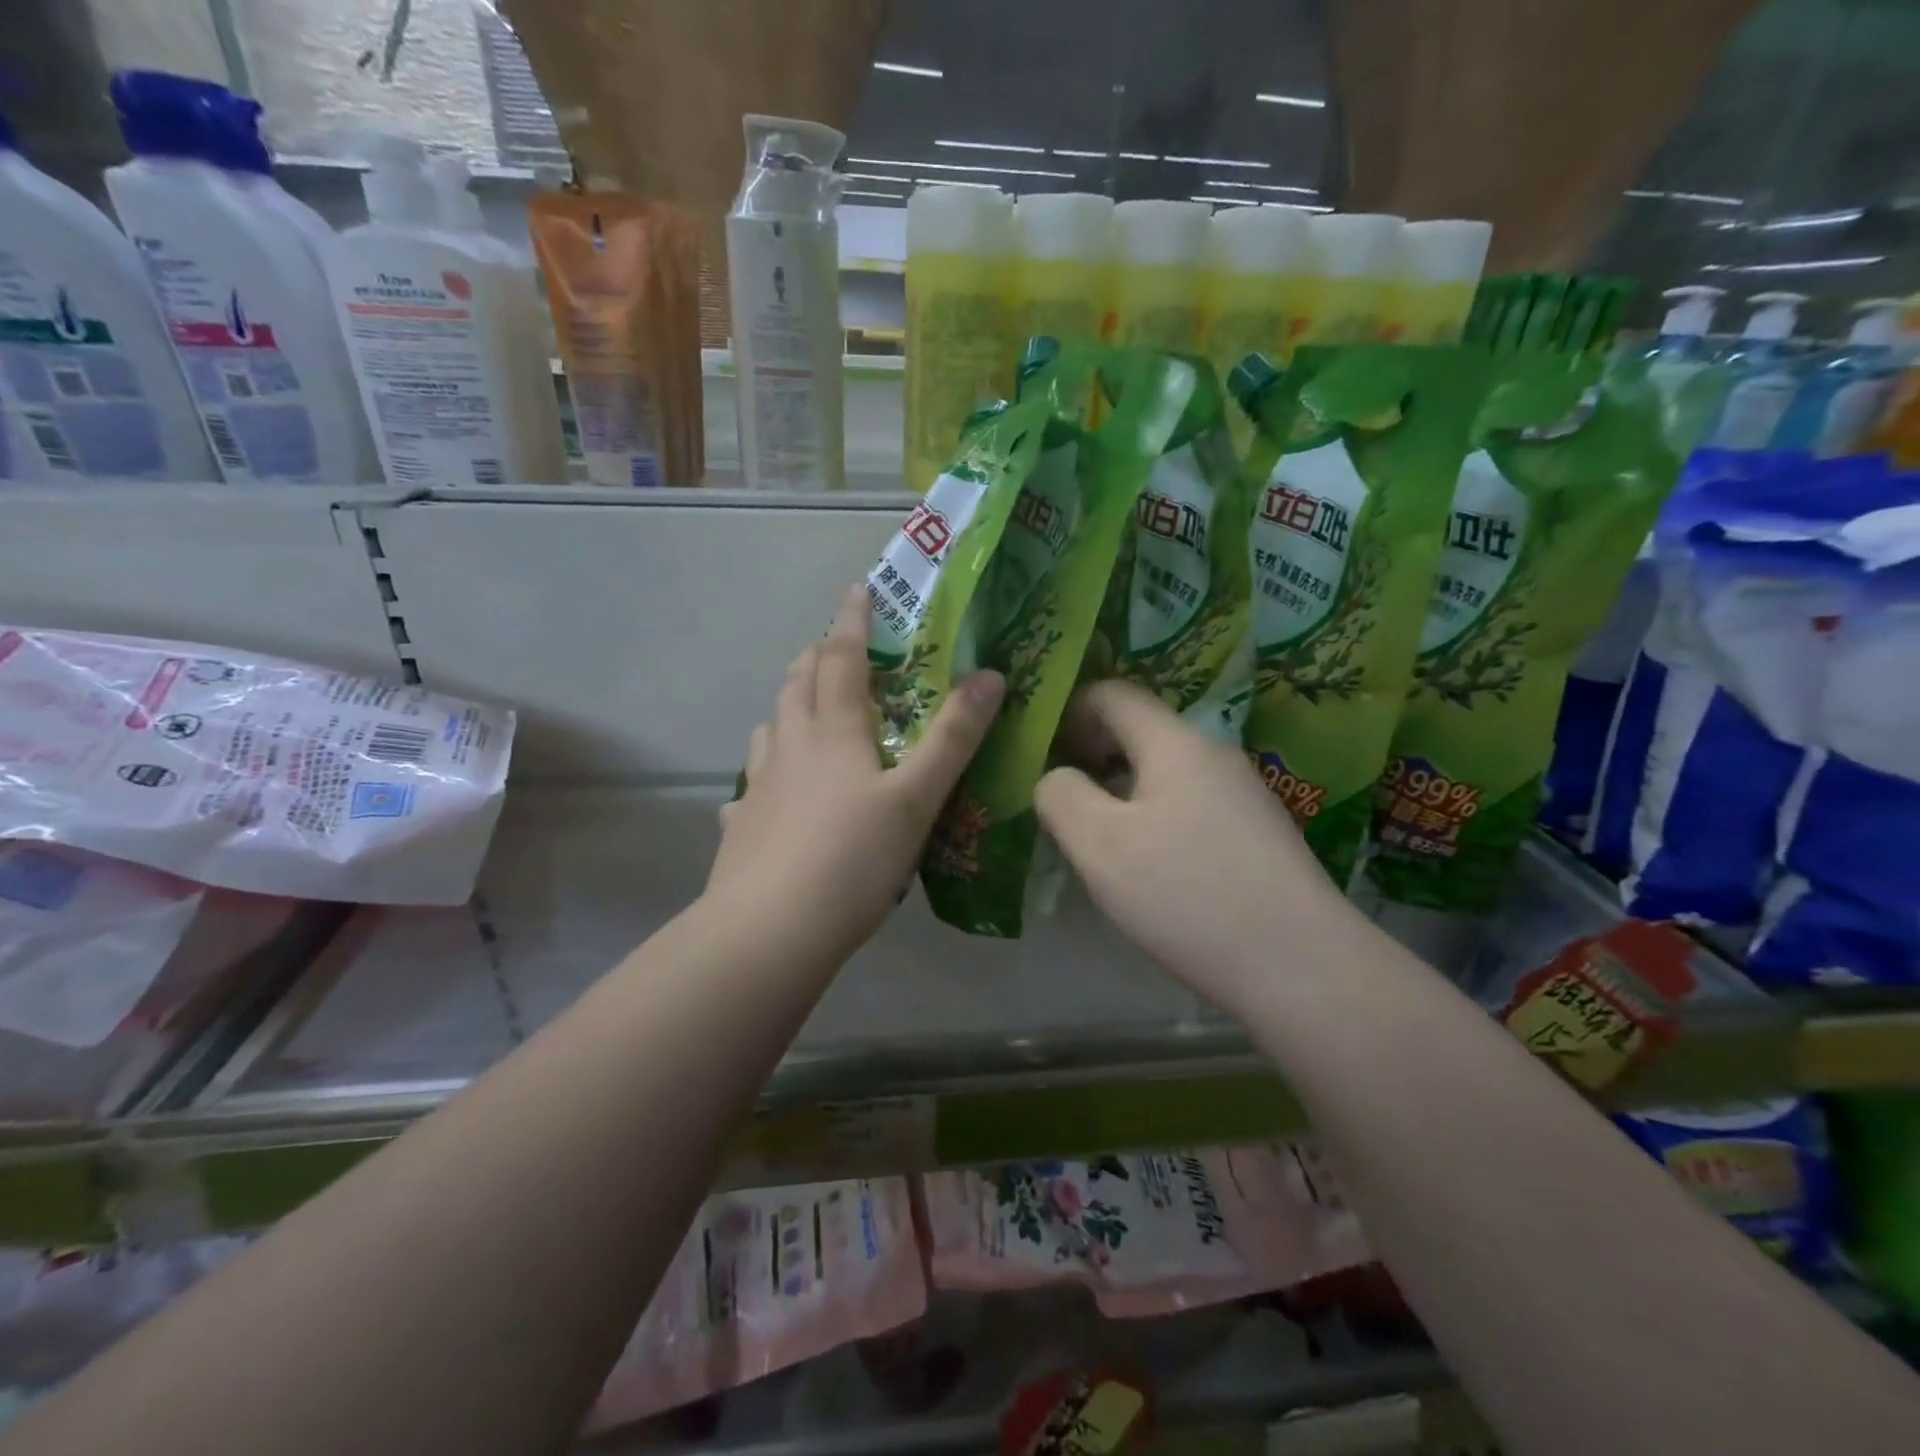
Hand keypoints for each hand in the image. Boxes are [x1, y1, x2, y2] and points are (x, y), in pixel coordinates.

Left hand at [707, 585, 1004, 962]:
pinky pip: (751, 783)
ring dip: (789, 705)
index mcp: (832, 731)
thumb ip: (954, 738)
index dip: (852, 622)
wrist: (769, 930)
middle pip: (798, 684)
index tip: (859, 590)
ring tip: (805, 709)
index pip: (842, 659)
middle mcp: (790, 746)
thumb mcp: (917, 798)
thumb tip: (991, 675)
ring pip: (771, 727)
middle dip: (817, 656)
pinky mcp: (741, 824)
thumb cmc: (852, 859)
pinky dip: (765, 772)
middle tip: (834, 647)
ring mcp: (758, 785)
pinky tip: (768, 794)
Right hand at [1034, 681, 1358, 1013]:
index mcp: (1175, 743)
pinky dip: (1154, 815)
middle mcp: (1214, 755)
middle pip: (1140, 731)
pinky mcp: (1256, 834)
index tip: (1040, 750)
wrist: (1301, 965)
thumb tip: (1056, 777)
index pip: (1112, 694)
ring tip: (1093, 832)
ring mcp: (1243, 795)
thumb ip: (1061, 796)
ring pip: (1165, 771)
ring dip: (1121, 788)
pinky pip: (1189, 804)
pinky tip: (1146, 863)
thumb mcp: (1100, 845)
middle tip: (1057, 794)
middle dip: (1091, 752)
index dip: (1069, 710)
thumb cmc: (1188, 894)